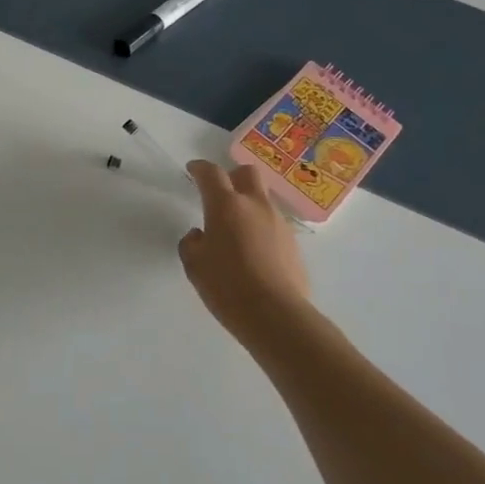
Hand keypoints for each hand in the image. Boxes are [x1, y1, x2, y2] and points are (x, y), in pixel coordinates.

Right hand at [179, 162, 313, 346]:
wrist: (276, 315)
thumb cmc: (226, 285)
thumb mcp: (194, 265)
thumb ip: (191, 243)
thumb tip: (200, 235)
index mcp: (226, 205)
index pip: (211, 173)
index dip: (200, 168)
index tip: (193, 170)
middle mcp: (255, 206)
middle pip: (247, 173)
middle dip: (232, 176)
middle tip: (219, 192)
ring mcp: (278, 223)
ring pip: (262, 200)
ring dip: (248, 205)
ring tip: (235, 231)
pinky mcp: (293, 243)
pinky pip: (273, 225)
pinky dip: (260, 228)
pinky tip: (252, 252)